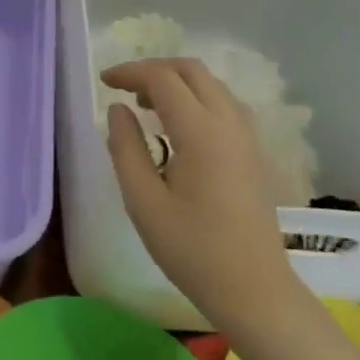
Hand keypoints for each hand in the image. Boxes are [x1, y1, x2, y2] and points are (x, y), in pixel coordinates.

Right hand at [103, 58, 296, 332]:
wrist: (255, 290)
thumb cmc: (193, 250)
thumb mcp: (144, 202)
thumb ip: (126, 148)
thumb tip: (118, 110)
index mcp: (201, 132)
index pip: (163, 79)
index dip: (131, 72)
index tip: (104, 81)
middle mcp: (229, 123)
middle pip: (192, 70)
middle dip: (154, 69)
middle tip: (124, 88)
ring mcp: (247, 136)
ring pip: (211, 84)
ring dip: (177, 82)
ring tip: (146, 105)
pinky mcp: (254, 151)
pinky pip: (224, 103)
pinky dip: (196, 98)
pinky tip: (178, 125)